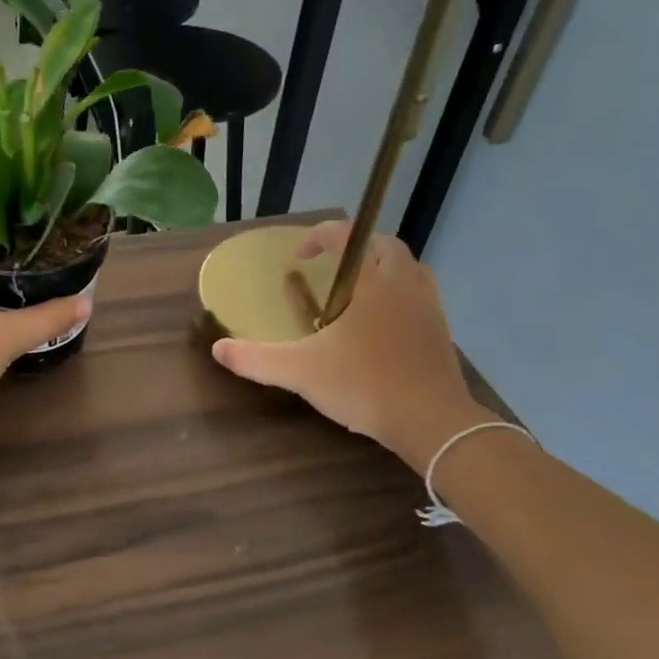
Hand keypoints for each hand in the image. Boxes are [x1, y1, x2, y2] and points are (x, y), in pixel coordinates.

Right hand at [210, 223, 494, 469]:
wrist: (432, 422)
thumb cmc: (365, 386)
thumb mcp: (300, 373)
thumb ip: (256, 359)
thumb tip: (217, 349)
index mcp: (373, 284)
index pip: (348, 238)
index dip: (320, 236)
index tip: (299, 255)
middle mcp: (404, 286)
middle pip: (385, 246)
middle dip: (355, 246)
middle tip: (329, 267)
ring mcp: (428, 308)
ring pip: (409, 270)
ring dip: (381, 269)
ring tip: (354, 291)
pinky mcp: (440, 332)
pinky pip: (418, 296)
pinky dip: (397, 296)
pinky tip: (378, 325)